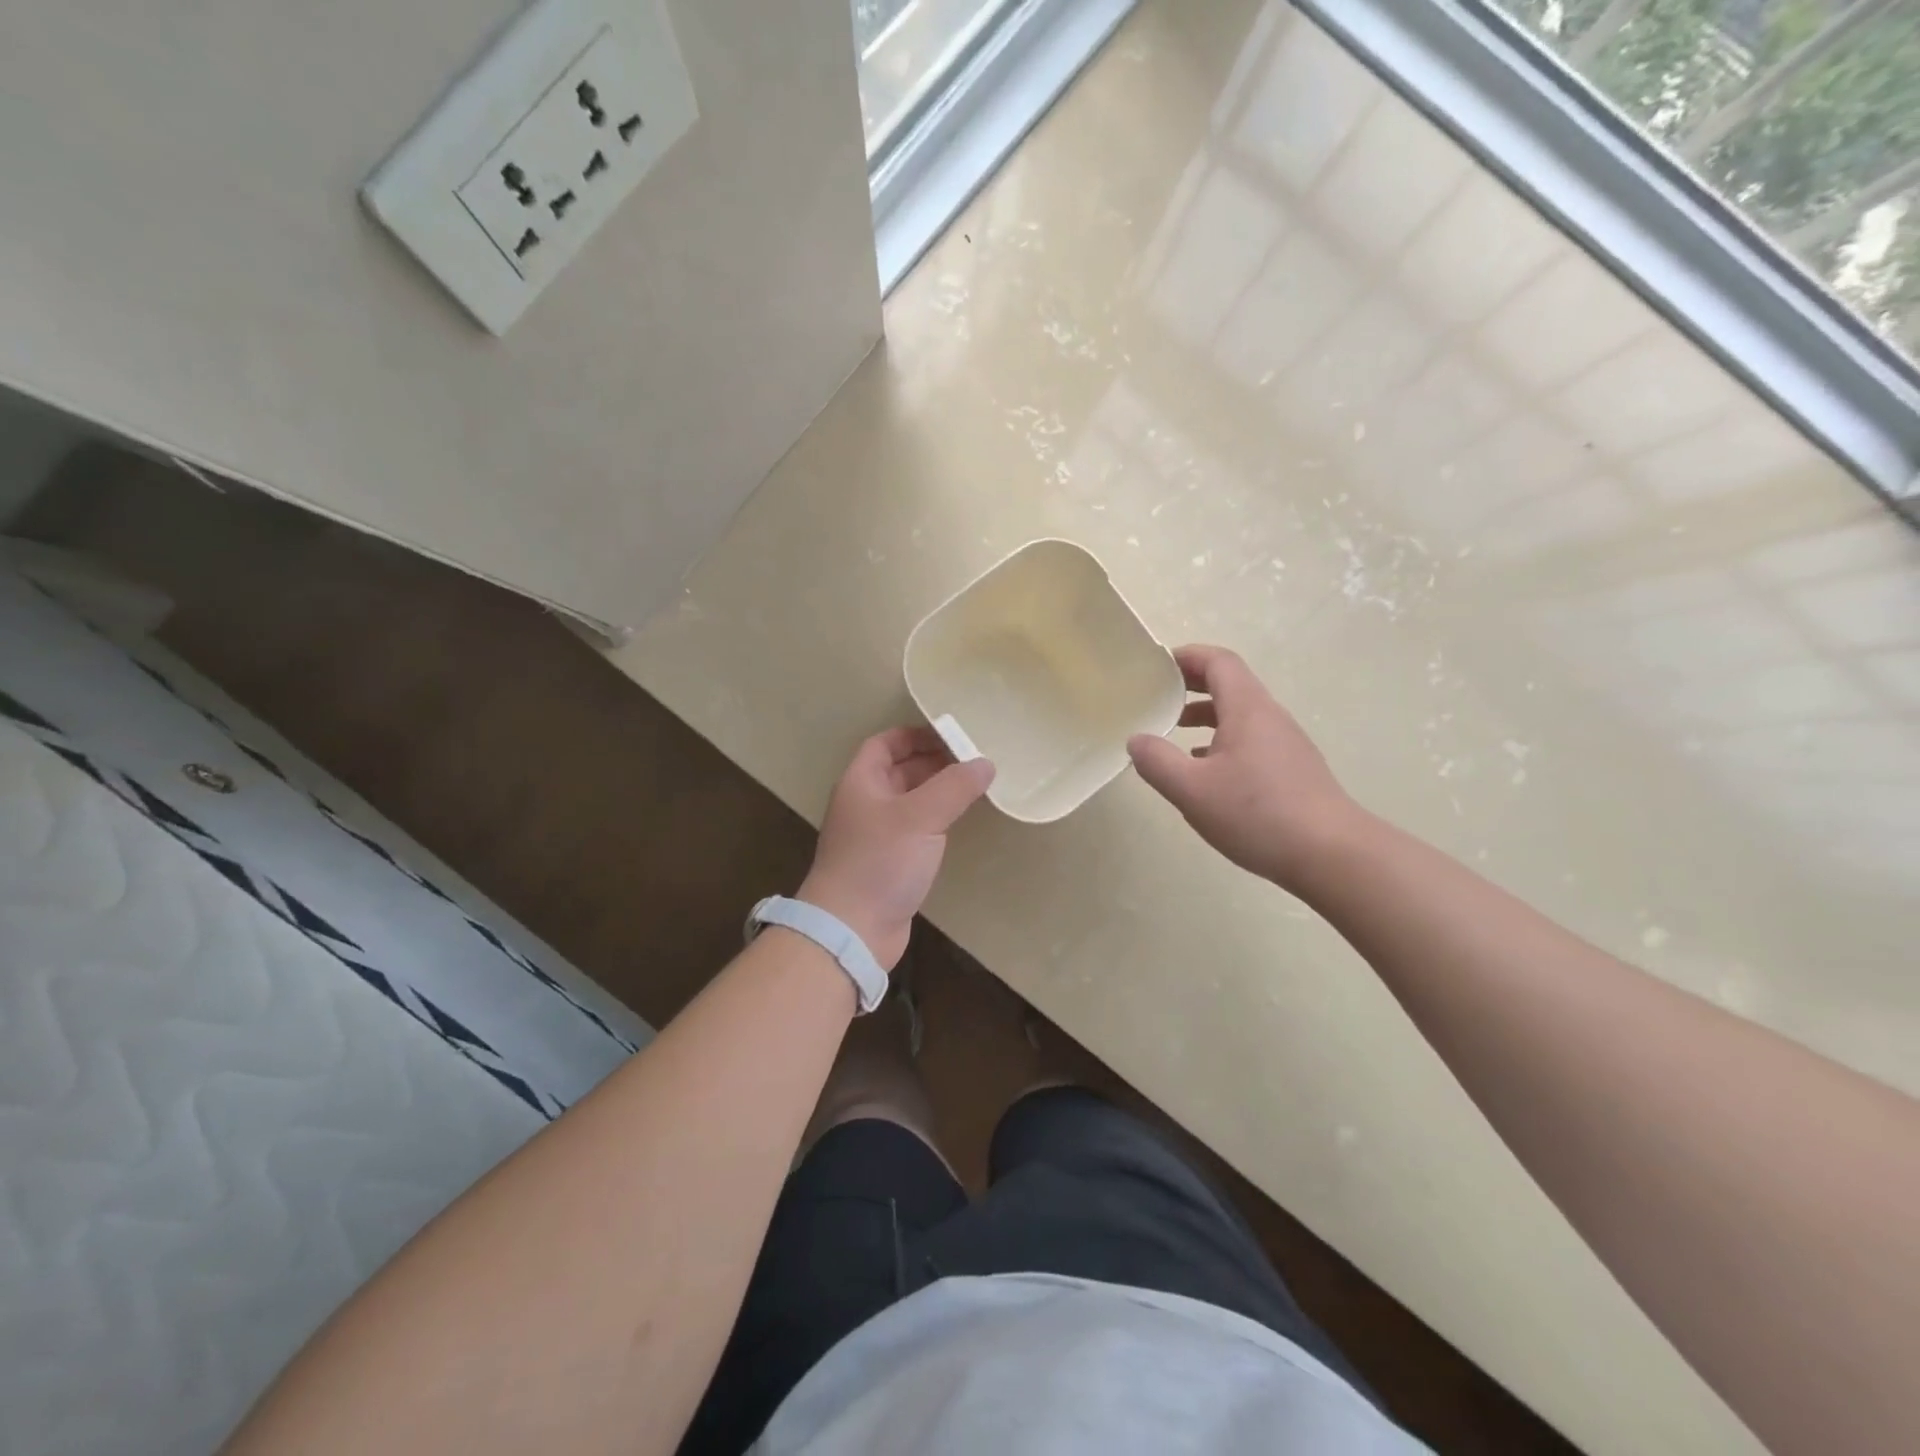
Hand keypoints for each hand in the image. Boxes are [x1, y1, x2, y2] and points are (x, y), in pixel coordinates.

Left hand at [799, 727, 995, 970]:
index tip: (950, 734)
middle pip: (899, 771)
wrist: (852, 929)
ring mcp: (876, 836)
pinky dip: (936, 820)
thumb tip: (985, 763)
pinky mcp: (889, 864)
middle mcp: (865, 804)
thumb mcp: (920, 817)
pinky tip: (959, 823)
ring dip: (938, 792)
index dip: (914, 734)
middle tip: (973, 759)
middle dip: (933, 762)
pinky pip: (915, 830)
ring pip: (910, 802)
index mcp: (861, 782)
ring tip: (975, 786)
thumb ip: (954, 787)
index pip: (884, 744)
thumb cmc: (880, 862)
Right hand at [1128, 645, 1362, 892]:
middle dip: (1192, 685)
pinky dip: (1223, 741)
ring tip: (1175, 732)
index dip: (1186, 656)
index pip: (1218, 662)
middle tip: (1158, 695)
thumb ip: (1157, 761)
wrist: (1332, 855)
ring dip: (1206, 715)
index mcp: (1248, 709)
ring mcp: (1286, 744)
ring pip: (1240, 715)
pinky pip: (1251, 740)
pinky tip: (1207, 772)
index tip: (1157, 665)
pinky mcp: (1293, 770)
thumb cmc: (1258, 814)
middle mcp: (1270, 717)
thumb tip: (1136, 740)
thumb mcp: (1192, 790)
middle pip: (1231, 684)